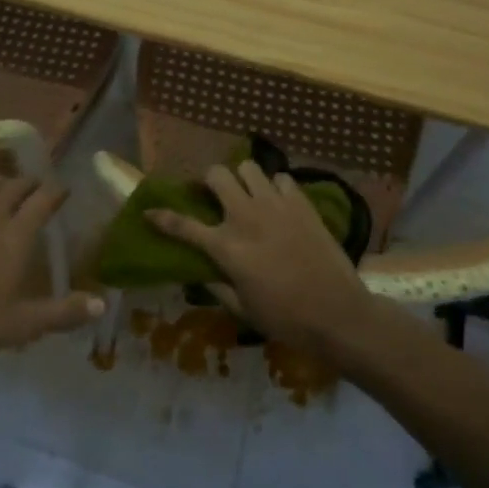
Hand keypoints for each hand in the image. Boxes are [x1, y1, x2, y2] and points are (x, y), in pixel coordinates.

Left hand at [0, 170, 104, 355]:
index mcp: (17, 234)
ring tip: (5, 184)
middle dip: (29, 183)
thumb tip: (102, 304)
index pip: (43, 201)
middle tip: (36, 186)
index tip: (65, 188)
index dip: (56, 191)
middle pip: (15, 186)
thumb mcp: (23, 324)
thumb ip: (63, 313)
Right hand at [145, 160, 375, 357]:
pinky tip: (279, 204)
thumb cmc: (286, 319)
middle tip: (213, 195)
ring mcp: (275, 205)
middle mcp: (246, 216)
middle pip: (216, 175)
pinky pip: (281, 179)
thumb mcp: (243, 310)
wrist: (338, 313)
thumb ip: (218, 287)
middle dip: (209, 181)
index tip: (150, 212)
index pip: (184, 226)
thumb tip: (201, 273)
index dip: (162, 217)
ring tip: (248, 195)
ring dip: (243, 179)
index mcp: (227, 247)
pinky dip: (275, 187)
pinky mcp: (301, 203)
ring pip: (248, 167)